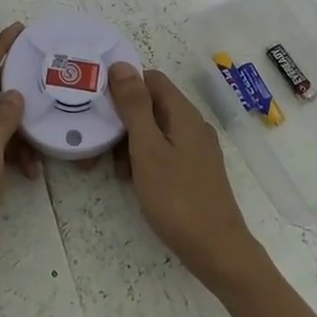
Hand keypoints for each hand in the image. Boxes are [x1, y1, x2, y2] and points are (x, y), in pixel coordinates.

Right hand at [107, 62, 264, 289]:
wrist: (217, 251)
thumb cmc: (177, 198)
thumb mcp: (147, 149)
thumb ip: (134, 106)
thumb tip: (121, 65)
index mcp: (183, 114)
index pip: (151, 79)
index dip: (124, 86)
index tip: (99, 106)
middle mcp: (193, 125)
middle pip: (151, 105)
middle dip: (123, 120)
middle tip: (99, 146)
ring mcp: (196, 149)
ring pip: (155, 130)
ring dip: (130, 142)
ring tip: (115, 170)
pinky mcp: (195, 170)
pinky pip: (164, 150)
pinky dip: (144, 158)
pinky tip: (133, 180)